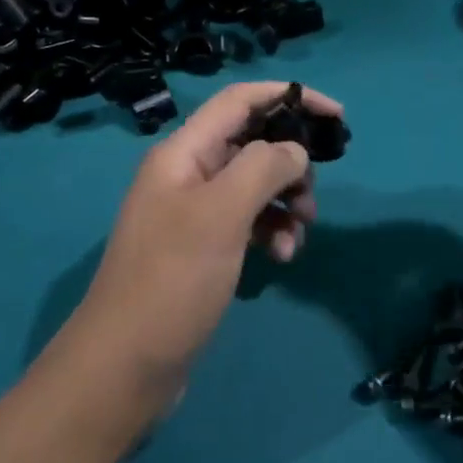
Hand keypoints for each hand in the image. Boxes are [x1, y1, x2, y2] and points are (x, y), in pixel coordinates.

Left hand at [62, 81, 342, 416]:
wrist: (124, 367)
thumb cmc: (173, 280)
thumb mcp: (222, 214)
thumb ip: (264, 168)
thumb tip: (295, 153)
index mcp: (184, 152)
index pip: (241, 100)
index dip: (289, 96)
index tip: (337, 115)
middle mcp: (188, 173)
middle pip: (253, 143)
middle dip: (291, 164)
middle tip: (313, 198)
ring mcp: (194, 212)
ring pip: (255, 185)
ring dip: (286, 202)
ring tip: (299, 236)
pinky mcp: (202, 247)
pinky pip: (248, 221)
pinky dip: (271, 230)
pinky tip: (281, 257)